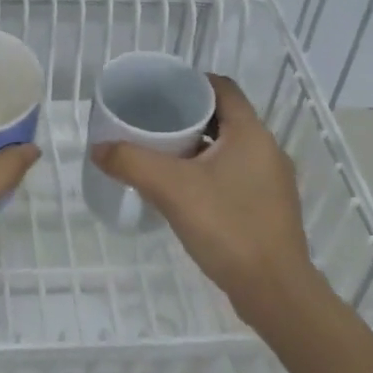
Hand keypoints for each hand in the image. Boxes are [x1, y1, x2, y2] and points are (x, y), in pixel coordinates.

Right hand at [90, 76, 316, 323]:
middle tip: (151, 124)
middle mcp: (266, 149)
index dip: (191, 82)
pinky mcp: (268, 207)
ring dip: (197, 146)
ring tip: (161, 156)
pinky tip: (184, 191)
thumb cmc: (227, 226)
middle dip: (187, 117)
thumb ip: (131, 163)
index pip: (223, 88)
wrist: (273, 290)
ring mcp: (271, 180)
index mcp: (251, 133)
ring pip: (228, 148)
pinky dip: (209, 171)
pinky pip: (234, 174)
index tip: (159, 91)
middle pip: (224, 117)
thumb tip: (98, 148)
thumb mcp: (171, 189)